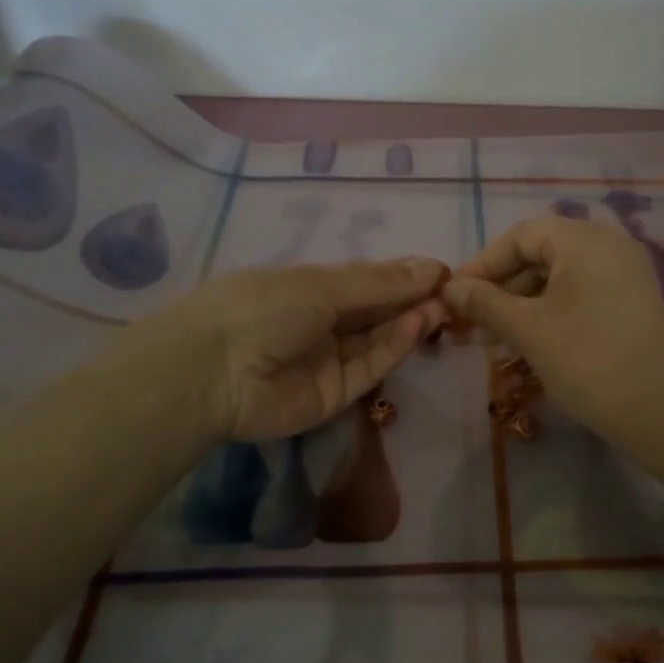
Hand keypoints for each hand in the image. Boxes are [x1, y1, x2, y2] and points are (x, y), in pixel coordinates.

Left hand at [162, 258, 448, 442]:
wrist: (214, 371)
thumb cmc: (261, 308)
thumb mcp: (322, 286)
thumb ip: (379, 283)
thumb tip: (431, 267)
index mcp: (307, 289)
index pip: (363, 281)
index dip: (400, 276)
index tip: (439, 271)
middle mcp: (319, 324)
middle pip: (374, 312)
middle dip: (410, 300)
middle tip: (450, 291)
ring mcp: (326, 361)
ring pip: (376, 341)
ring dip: (408, 322)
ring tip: (441, 306)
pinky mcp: (334, 395)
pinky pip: (369, 367)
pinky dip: (394, 347)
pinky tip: (417, 324)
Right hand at [444, 216, 663, 447]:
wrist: (658, 410)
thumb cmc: (586, 361)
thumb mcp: (528, 330)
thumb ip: (485, 303)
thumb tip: (450, 288)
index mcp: (584, 240)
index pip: (521, 235)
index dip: (484, 264)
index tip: (456, 296)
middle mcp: (610, 244)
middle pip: (543, 252)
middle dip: (504, 286)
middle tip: (475, 321)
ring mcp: (626, 272)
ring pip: (561, 276)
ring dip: (525, 302)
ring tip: (499, 337)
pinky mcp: (633, 300)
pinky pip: (583, 292)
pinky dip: (553, 309)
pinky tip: (533, 339)